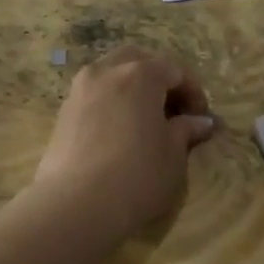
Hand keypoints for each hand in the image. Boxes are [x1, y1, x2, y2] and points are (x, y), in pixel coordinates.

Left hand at [31, 45, 216, 232]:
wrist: (76, 204)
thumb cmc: (137, 175)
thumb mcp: (174, 155)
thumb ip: (186, 131)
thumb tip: (201, 122)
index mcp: (140, 74)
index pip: (174, 69)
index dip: (193, 91)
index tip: (201, 117)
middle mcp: (107, 71)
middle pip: (138, 60)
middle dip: (159, 78)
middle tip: (172, 109)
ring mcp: (80, 89)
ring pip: (111, 73)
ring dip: (131, 87)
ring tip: (144, 118)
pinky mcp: (63, 111)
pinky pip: (94, 93)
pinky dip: (111, 101)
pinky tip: (119, 130)